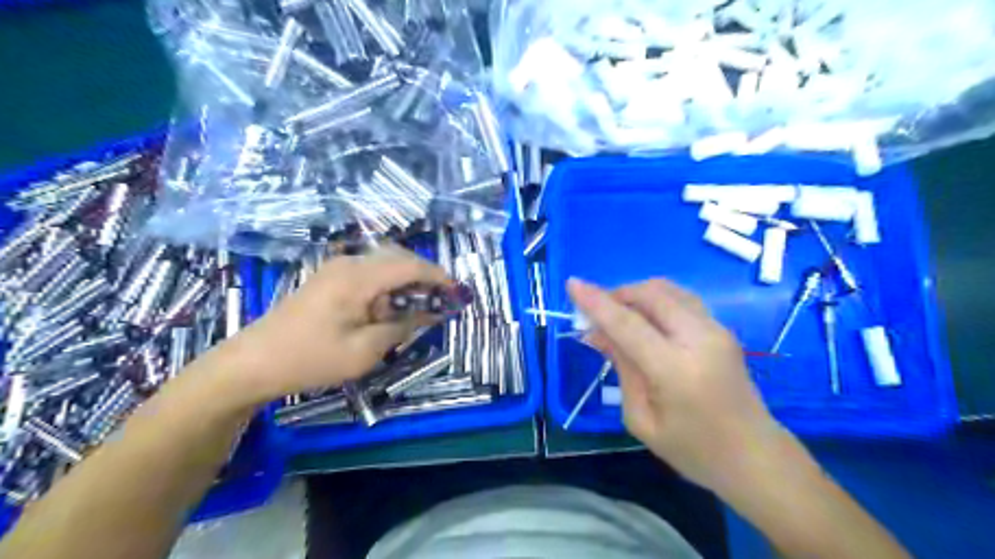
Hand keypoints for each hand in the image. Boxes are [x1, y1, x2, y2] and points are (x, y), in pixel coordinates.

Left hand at [218, 248, 454, 402]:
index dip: (438, 276)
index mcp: (358, 277)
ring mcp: (336, 268)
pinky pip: (369, 273)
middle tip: (442, 300)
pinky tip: (389, 308)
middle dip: (424, 276)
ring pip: (384, 264)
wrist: (253, 362)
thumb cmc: (311, 359)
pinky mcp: (329, 278)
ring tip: (419, 307)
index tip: (458, 292)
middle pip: (398, 258)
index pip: (410, 265)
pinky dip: (388, 286)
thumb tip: (430, 314)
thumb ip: (401, 327)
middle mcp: (348, 263)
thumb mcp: (364, 351)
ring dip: (406, 281)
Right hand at [571, 276, 789, 490]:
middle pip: (650, 294)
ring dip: (636, 293)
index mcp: (676, 369)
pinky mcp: (722, 328)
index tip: (571, 284)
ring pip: (667, 289)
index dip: (596, 302)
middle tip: (594, 311)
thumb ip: (621, 367)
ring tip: (617, 315)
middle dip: (617, 294)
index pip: (628, 323)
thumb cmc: (692, 450)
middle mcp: (700, 338)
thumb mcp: (641, 418)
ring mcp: (716, 329)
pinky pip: (680, 299)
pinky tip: (643, 320)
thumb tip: (594, 332)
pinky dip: (654, 300)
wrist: (755, 457)